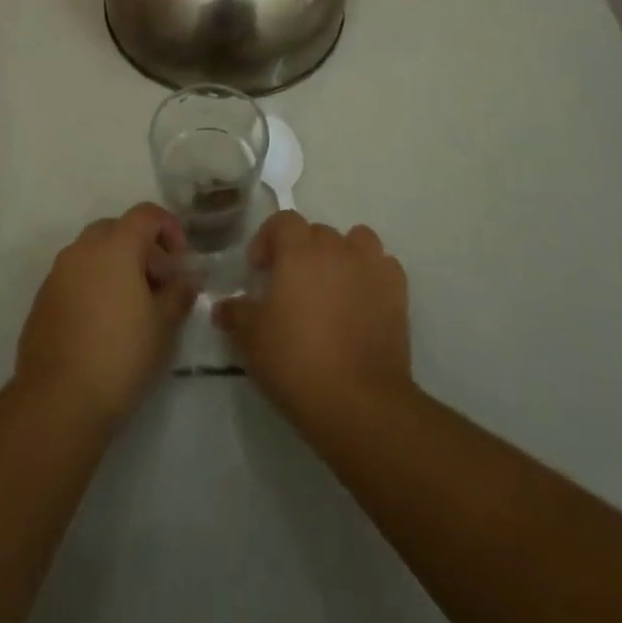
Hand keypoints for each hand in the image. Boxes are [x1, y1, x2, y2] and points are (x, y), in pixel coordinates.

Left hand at [14, 203, 196, 429]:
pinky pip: (74, 278)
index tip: (180, 262)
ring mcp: (57, 274)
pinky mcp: (42, 301)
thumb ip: (179, 293)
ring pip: (92, 253)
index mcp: (115, 245)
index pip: (146, 214)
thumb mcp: (164, 325)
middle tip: (158, 282)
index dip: (169, 228)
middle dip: (141, 247)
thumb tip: (185, 280)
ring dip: (115, 266)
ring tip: (132, 306)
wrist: (58, 402)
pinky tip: (103, 324)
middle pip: (117, 229)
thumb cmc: (121, 355)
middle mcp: (82, 249)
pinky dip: (93, 286)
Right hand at [214, 211, 411, 434]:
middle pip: (317, 232)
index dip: (267, 239)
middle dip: (301, 250)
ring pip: (356, 240)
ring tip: (331, 286)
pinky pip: (383, 266)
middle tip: (290, 286)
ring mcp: (372, 267)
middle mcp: (337, 248)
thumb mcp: (252, 340)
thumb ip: (236, 314)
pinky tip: (361, 300)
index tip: (258, 270)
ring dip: (341, 254)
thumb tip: (224, 305)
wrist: (359, 401)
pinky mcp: (397, 292)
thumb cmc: (297, 362)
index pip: (283, 221)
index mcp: (300, 250)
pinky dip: (371, 275)